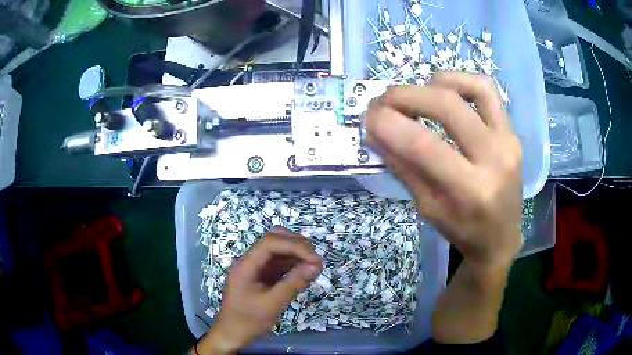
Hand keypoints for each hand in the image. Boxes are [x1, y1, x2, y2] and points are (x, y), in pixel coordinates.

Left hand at [197, 228, 321, 354]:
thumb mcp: (272, 305)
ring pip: (278, 251)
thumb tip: (316, 265)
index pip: (271, 242)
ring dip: (297, 254)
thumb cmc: (248, 322)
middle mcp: (251, 262)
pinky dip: (293, 265)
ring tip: (314, 267)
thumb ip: (293, 284)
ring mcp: (256, 269)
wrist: (232, 335)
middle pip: (274, 241)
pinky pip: (279, 264)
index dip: (295, 246)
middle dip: (297, 246)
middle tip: (316, 261)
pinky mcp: (262, 277)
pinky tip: (304, 273)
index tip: (315, 260)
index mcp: (246, 265)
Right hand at [366, 72, 522, 268]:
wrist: (500, 237)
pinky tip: (444, 91)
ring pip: (473, 89)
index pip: (422, 146)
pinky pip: (487, 91)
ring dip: (434, 84)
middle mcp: (494, 160)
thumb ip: (402, 167)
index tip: (368, 117)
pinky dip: (460, 81)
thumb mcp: (427, 207)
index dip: (388, 124)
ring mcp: (508, 141)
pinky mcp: (512, 132)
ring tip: (416, 95)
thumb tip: (375, 130)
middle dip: (405, 96)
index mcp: (469, 191)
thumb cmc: (462, 230)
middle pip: (447, 107)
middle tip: (383, 101)